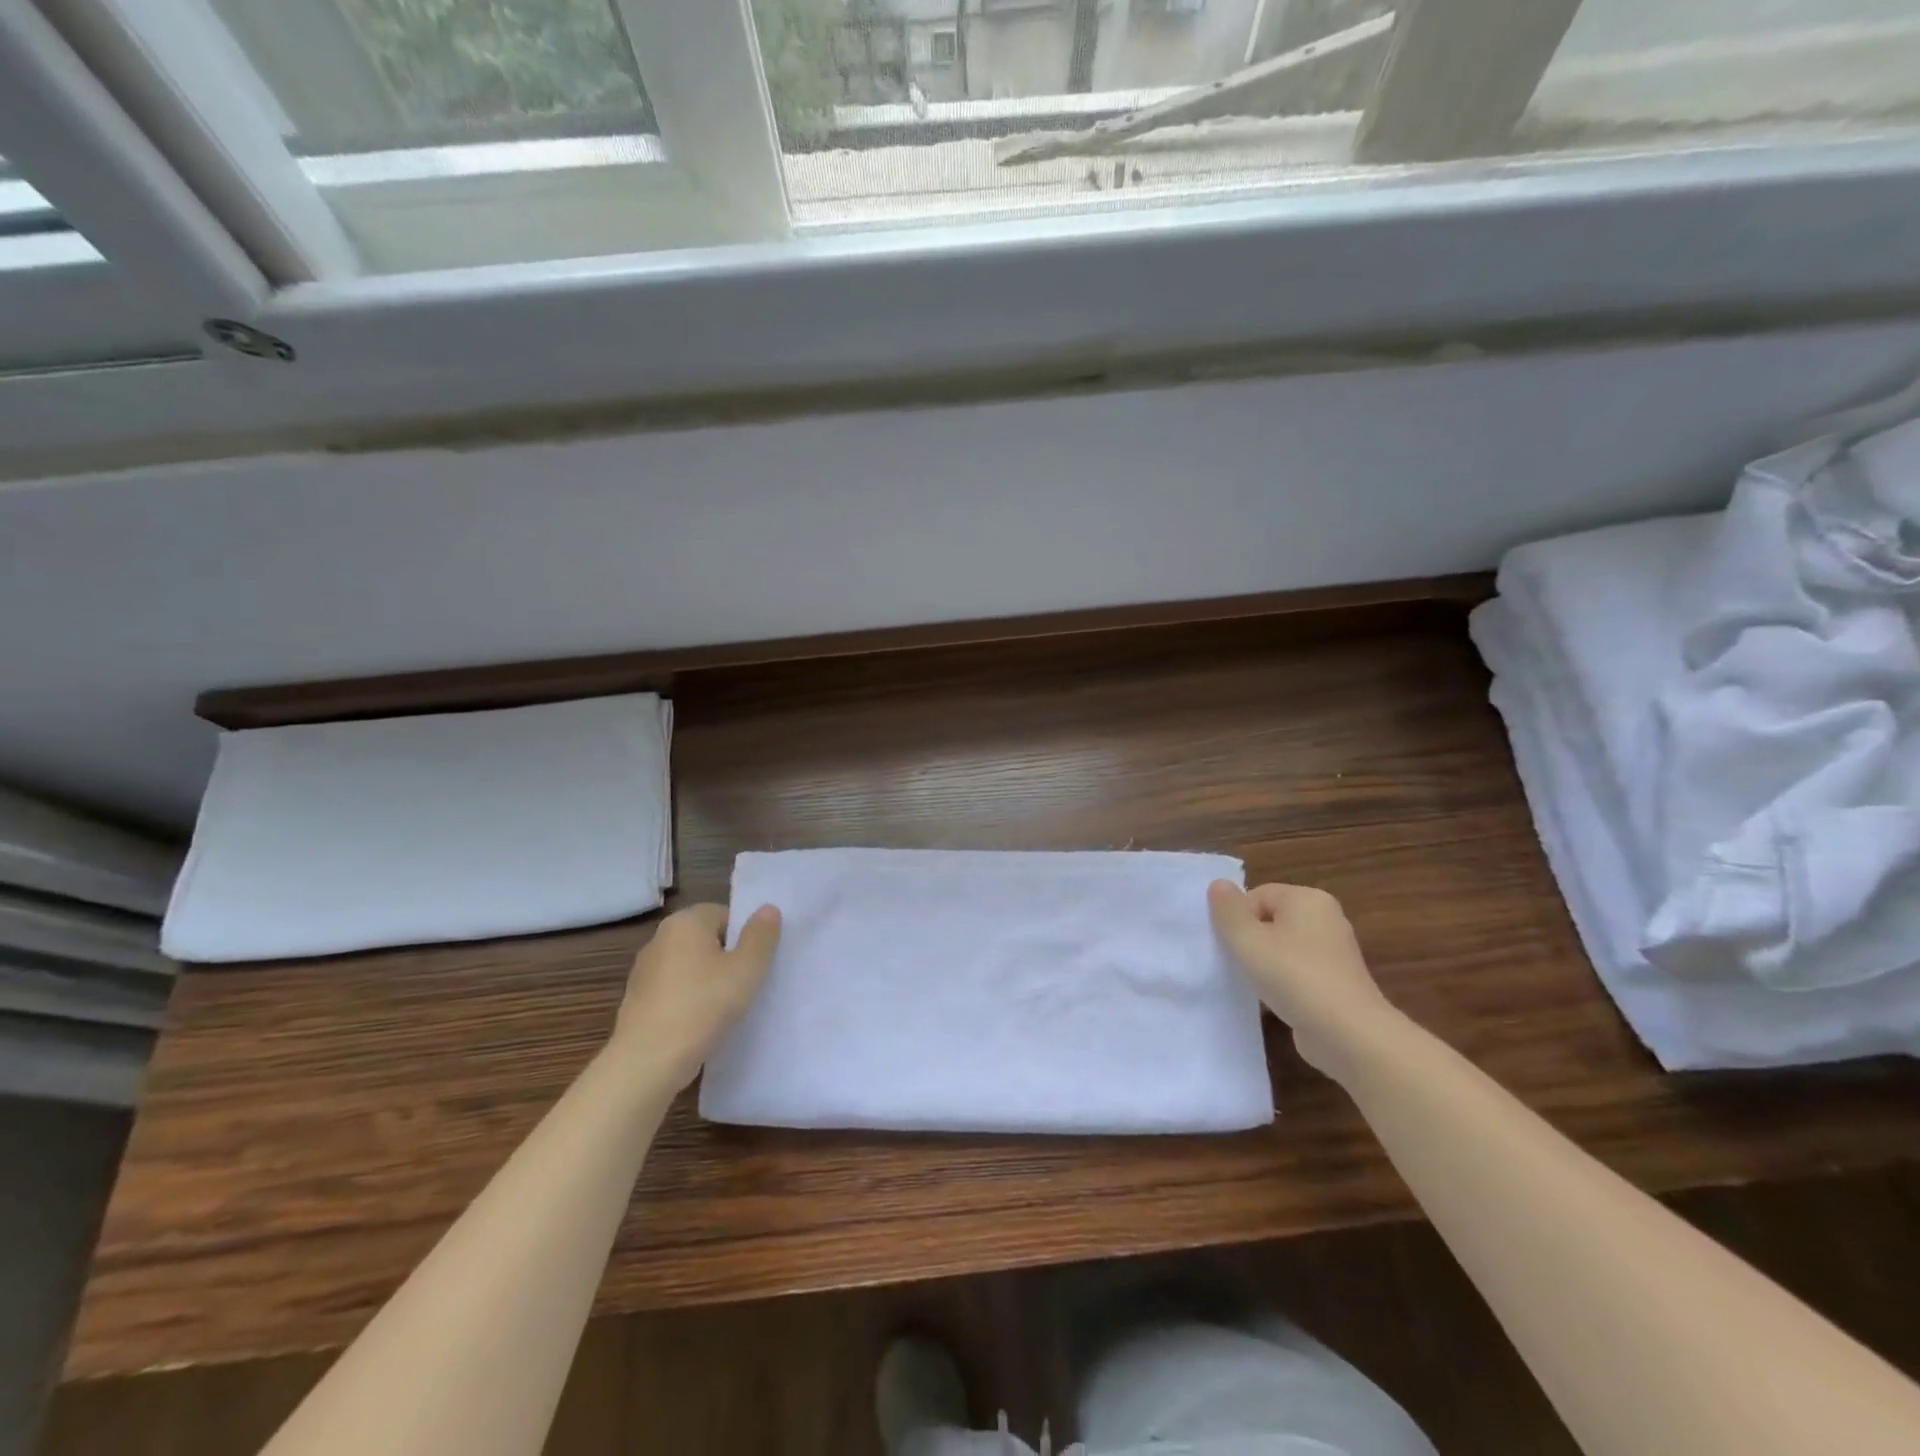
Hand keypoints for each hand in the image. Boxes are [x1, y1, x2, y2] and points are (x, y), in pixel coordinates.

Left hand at [612, 902, 780, 1089]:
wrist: (648, 1062)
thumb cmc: (703, 1006)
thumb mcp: (747, 969)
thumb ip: (761, 936)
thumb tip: (768, 909)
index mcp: (685, 922)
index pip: (725, 915)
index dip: (744, 937)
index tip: (755, 964)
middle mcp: (660, 939)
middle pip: (707, 940)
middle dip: (728, 958)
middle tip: (747, 984)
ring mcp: (644, 971)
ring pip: (691, 967)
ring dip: (709, 982)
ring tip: (727, 1008)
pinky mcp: (638, 1002)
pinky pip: (675, 991)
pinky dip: (690, 1001)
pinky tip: (702, 1024)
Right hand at [1208, 881, 1395, 1080]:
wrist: (1349, 1036)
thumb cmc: (1294, 977)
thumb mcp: (1248, 940)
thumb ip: (1228, 911)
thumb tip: (1218, 884)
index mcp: (1308, 899)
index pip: (1257, 895)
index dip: (1238, 918)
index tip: (1231, 946)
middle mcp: (1325, 919)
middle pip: (1270, 920)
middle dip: (1249, 941)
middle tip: (1236, 963)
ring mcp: (1334, 954)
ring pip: (1282, 949)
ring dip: (1263, 964)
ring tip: (1252, 984)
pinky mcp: (1335, 983)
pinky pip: (1296, 972)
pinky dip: (1281, 983)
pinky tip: (1271, 1002)